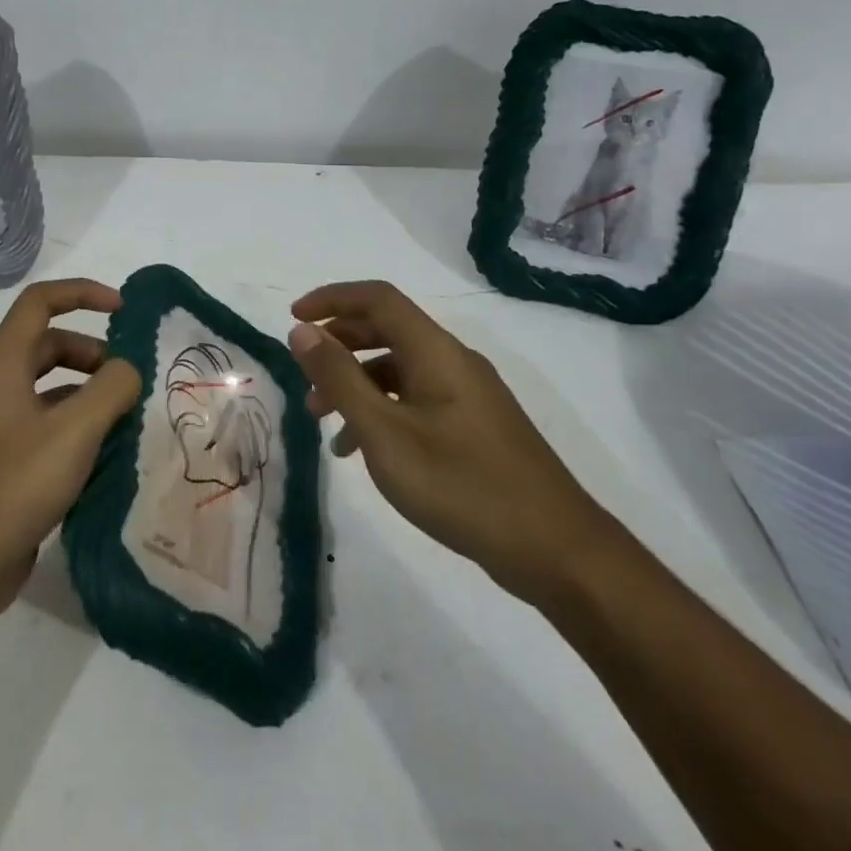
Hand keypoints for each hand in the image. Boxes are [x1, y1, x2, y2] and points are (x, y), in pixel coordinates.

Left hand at [0, 279, 139, 628]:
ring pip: (48, 392)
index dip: (82, 294)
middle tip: (128, 382)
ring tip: (124, 423)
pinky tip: (103, 461)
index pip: (40, 302)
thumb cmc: (10, 488)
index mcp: (2, 365)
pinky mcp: (0, 465)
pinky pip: (44, 430)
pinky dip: (75, 432)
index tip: (123, 310)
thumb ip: (110, 390)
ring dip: (87, 396)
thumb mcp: (72, 433)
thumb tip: (128, 369)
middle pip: (48, 346)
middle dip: (92, 354)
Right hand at [288, 280, 614, 607]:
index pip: (378, 298)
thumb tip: (301, 330)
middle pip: (387, 329)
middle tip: (304, 373)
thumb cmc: (461, 485)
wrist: (557, 552)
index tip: (293, 318)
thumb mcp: (384, 433)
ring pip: (399, 369)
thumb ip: (339, 378)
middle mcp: (453, 361)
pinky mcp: (474, 426)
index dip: (332, 298)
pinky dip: (382, 410)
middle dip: (339, 344)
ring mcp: (468, 395)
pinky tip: (360, 450)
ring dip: (356, 383)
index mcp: (435, 351)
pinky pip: (416, 399)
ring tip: (322, 420)